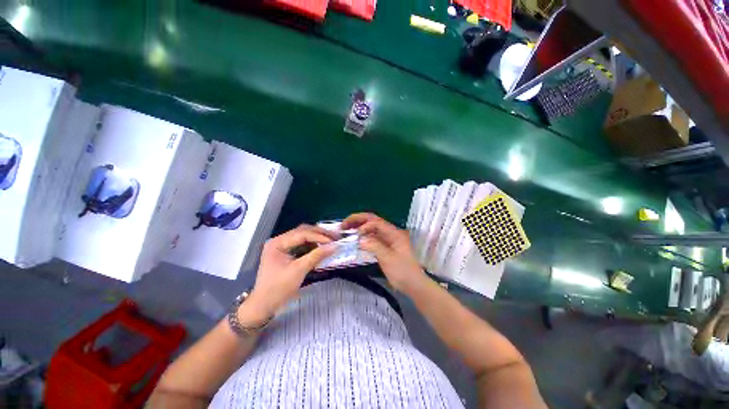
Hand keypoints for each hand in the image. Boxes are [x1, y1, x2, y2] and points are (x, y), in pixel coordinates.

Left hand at [247, 224, 338, 317]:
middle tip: (335, 237)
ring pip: (303, 236)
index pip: (302, 234)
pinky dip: (313, 245)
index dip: (319, 236)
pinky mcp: (286, 252)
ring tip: (331, 241)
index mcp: (277, 242)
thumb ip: (317, 256)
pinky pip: (302, 244)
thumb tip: (335, 246)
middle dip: (320, 234)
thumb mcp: (299, 270)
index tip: (334, 241)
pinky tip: (321, 247)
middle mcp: (279, 240)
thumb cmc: (278, 288)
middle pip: (303, 231)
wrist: (264, 305)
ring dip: (317, 238)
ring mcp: (282, 246)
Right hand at [341, 213, 427, 293]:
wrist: (413, 285)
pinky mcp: (385, 246)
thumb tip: (359, 239)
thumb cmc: (403, 272)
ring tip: (346, 229)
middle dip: (358, 220)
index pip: (376, 222)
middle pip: (373, 221)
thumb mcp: (388, 259)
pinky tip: (355, 239)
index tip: (355, 235)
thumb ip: (374, 246)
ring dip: (359, 227)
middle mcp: (391, 232)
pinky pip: (372, 237)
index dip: (364, 225)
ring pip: (371, 228)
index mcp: (394, 232)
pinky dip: (363, 237)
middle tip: (343, 225)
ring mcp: (388, 239)